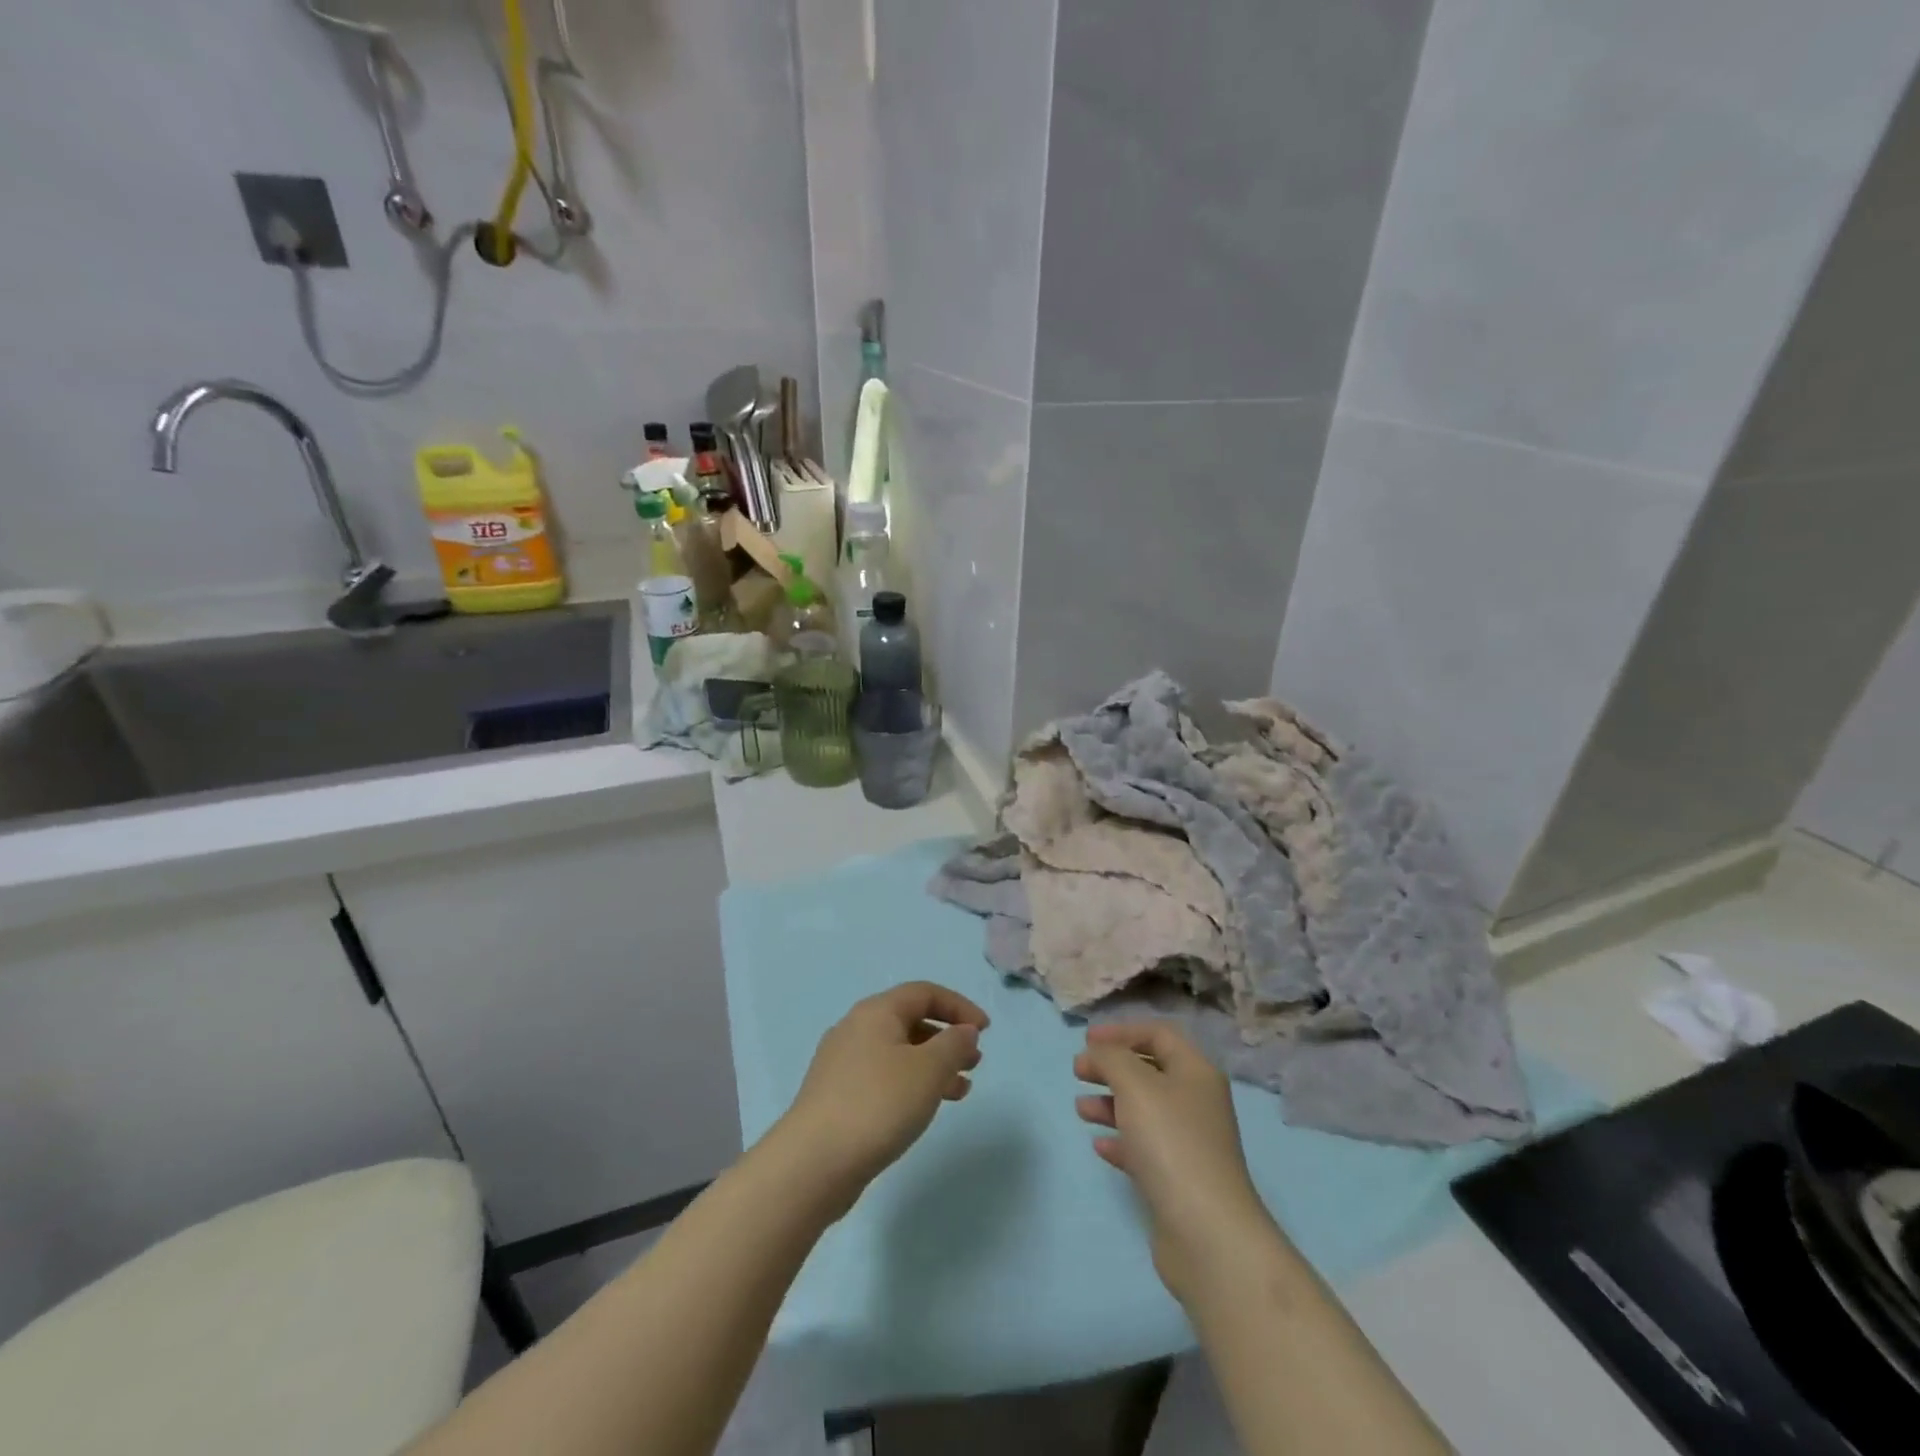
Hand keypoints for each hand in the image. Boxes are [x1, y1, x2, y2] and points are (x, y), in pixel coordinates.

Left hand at [773, 982, 988, 1216]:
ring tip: (961, 1090)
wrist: (813, 1163)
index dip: (959, 1006)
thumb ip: (954, 1045)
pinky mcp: (836, 1095)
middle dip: (947, 1038)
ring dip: (933, 1065)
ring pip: (898, 1052)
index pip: (924, 992)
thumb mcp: (928, 1070)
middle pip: (910, 1020)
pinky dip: (911, 1084)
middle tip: (975, 1062)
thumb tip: (964, 1031)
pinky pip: (884, 1077)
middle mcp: (856, 1028)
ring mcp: (842, 1063)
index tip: (985, 1031)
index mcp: (876, 1012)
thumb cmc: (878, 1104)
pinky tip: (925, 1109)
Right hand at [1075, 1022, 1277, 1302]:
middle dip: (1112, 1067)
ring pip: (1144, 1110)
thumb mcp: (1135, 1084)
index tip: (1086, 1040)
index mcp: (1196, 1072)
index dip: (1121, 1031)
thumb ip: (1111, 1058)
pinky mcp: (1178, 1178)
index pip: (1159, 1034)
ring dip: (1110, 1103)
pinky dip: (1121, 1140)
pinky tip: (1099, 1146)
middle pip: (1149, 1071)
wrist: (1206, 1232)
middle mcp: (1197, 1102)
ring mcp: (1190, 1142)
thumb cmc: (1171, 1142)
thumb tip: (1097, 1051)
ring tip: (1080, 1109)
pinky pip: (1144, 1147)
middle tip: (1078, 1071)